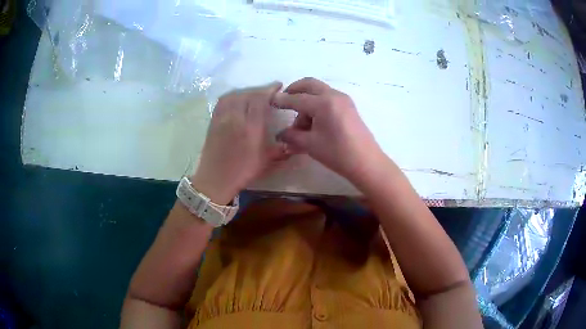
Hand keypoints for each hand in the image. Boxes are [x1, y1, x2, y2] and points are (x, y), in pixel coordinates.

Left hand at [191, 83, 287, 204]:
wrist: (215, 179)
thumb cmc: (242, 171)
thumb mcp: (265, 161)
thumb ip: (280, 149)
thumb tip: (292, 143)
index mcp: (250, 128)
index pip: (259, 99)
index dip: (270, 89)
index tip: (279, 86)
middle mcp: (235, 118)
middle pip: (247, 94)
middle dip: (260, 90)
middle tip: (269, 92)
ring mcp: (222, 118)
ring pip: (234, 95)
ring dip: (246, 91)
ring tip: (254, 95)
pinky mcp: (213, 121)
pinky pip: (223, 101)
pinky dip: (233, 96)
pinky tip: (237, 100)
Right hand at [272, 77, 384, 182]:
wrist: (366, 162)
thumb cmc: (337, 153)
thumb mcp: (310, 144)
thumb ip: (292, 136)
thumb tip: (280, 134)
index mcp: (323, 103)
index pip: (297, 98)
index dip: (282, 100)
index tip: (270, 100)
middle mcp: (334, 95)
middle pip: (309, 84)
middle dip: (294, 90)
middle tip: (284, 101)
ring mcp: (343, 100)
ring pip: (319, 92)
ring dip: (306, 102)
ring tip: (301, 126)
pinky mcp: (348, 107)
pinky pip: (328, 99)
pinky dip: (317, 105)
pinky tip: (314, 123)